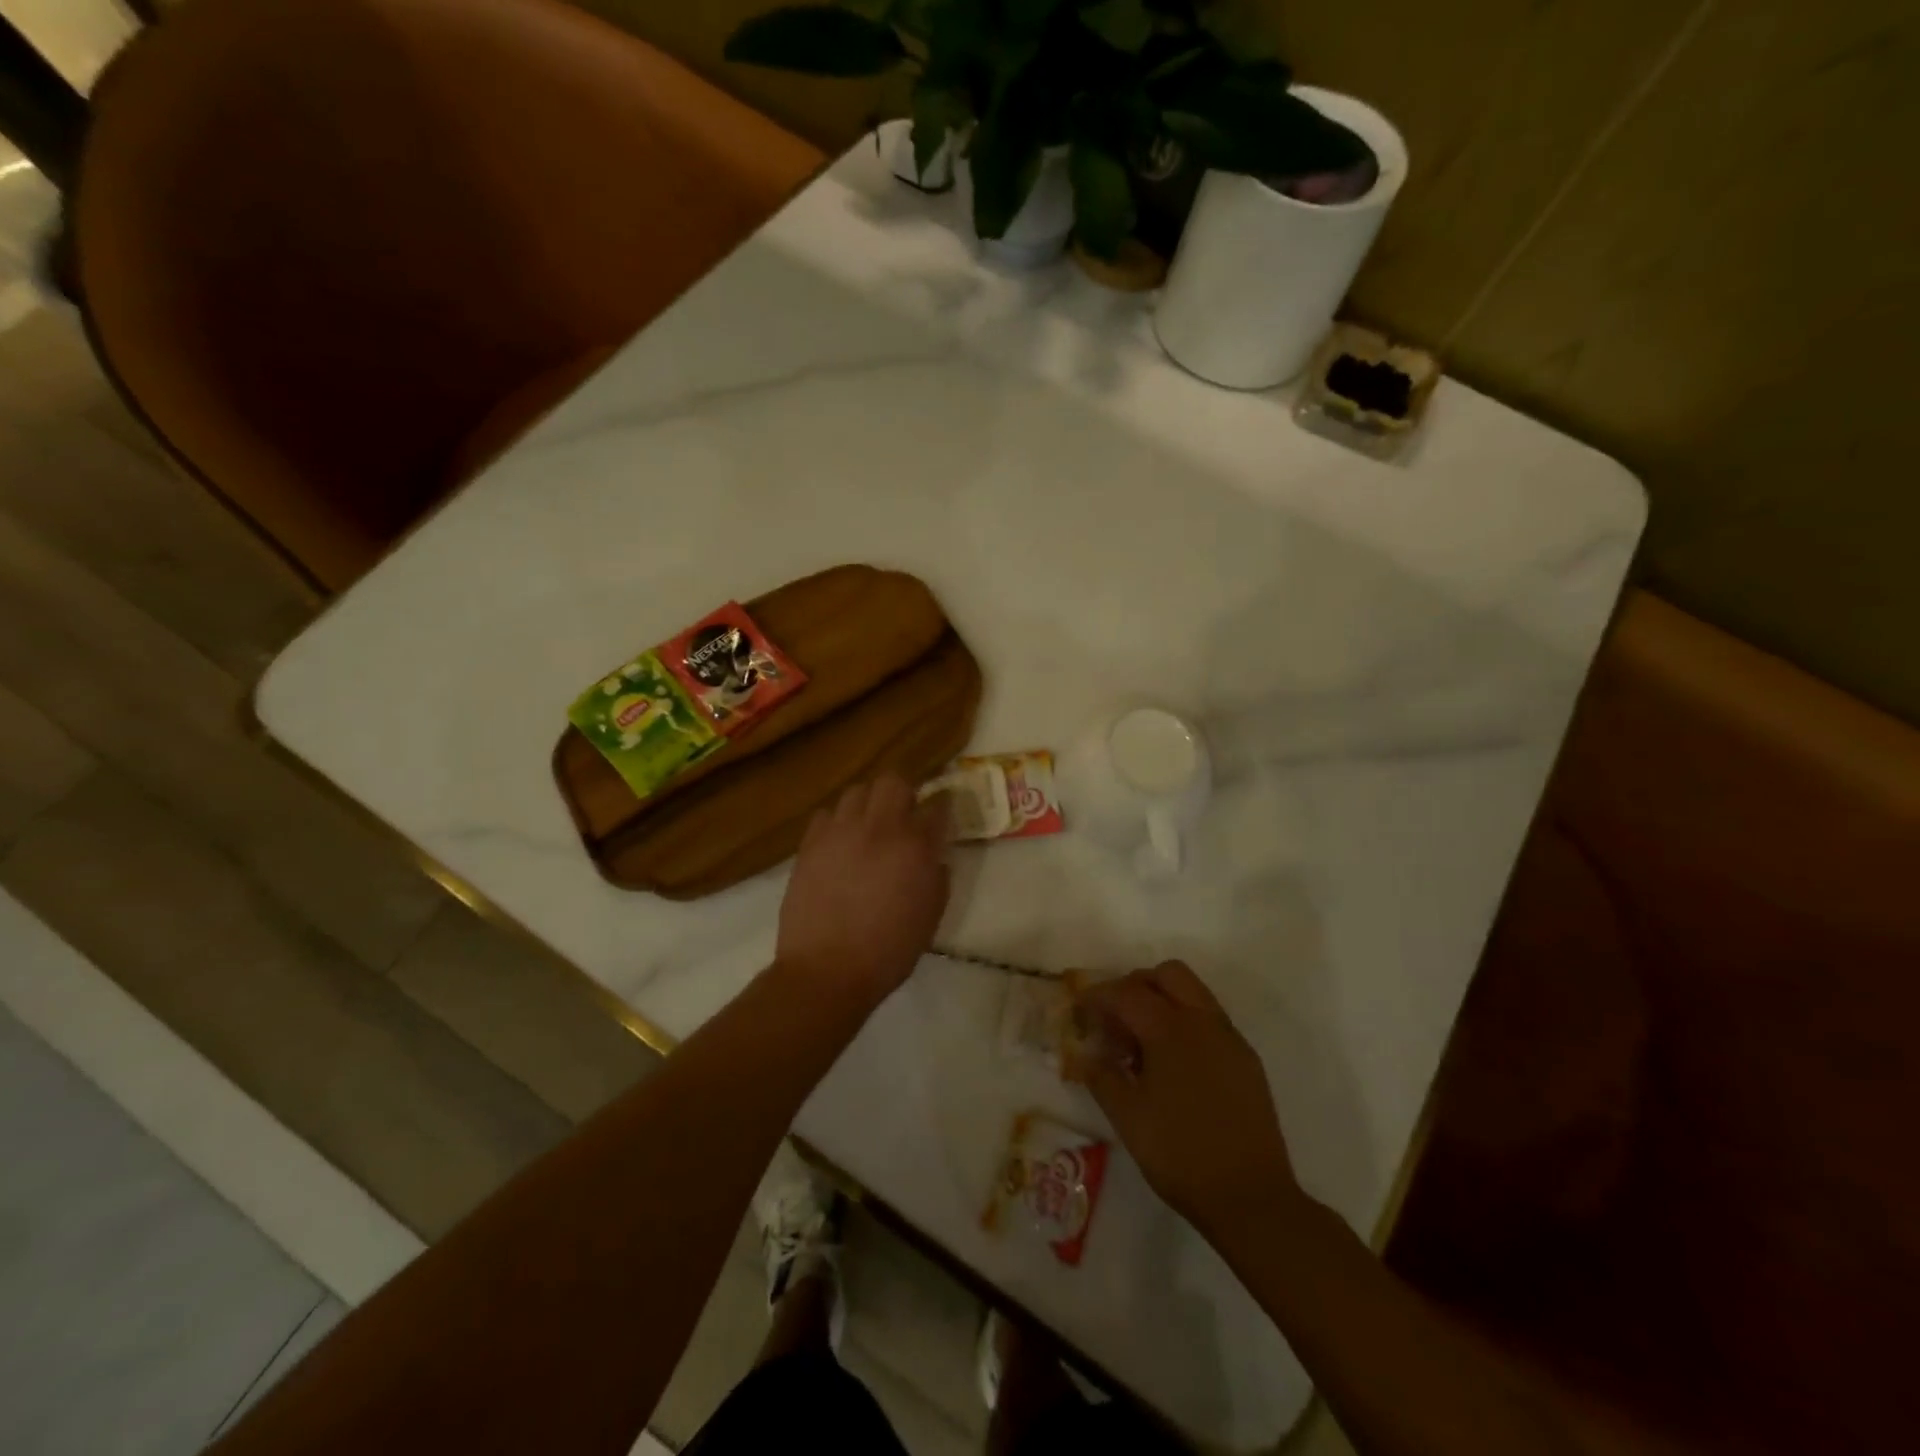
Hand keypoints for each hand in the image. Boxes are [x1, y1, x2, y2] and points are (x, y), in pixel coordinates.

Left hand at [775, 775, 948, 1005]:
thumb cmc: (887, 951)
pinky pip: (826, 815)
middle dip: (903, 793)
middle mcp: (879, 828)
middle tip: (904, 816)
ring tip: (868, 827)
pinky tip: (839, 844)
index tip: (941, 817)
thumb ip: (937, 877)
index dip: (943, 808)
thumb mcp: (930, 917)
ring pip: (857, 791)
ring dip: (868, 804)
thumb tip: (933, 857)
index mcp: (915, 847)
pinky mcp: (810, 843)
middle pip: (893, 781)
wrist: (826, 971)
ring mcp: (840, 832)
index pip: (938, 806)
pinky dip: (837, 822)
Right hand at [1078, 962, 1303, 1238]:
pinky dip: (1186, 1023)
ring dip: (1164, 1000)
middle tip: (1116, 1019)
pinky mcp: (1246, 1059)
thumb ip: (1101, 1076)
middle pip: (1167, 974)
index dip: (1098, 997)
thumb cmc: (1180, 1154)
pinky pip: (1211, 1019)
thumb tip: (1085, 1053)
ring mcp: (1229, 1038)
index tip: (1080, 1012)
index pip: (1126, 993)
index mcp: (1170, 1030)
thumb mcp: (1127, 1117)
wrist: (1251, 1198)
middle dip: (1136, 986)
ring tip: (1144, 1042)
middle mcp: (1203, 1021)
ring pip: (1194, 992)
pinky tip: (1175, 1065)